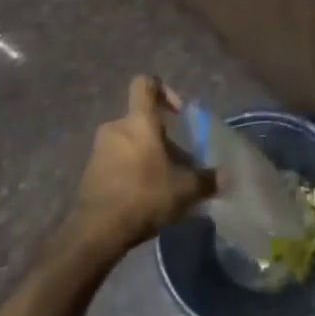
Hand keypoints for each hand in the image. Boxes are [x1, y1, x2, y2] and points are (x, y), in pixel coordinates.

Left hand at [67, 76, 214, 254]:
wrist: (95, 232)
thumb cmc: (143, 195)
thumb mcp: (184, 189)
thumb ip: (206, 180)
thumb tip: (225, 177)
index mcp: (138, 121)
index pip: (146, 84)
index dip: (164, 90)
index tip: (179, 112)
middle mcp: (116, 128)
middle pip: (141, 120)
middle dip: (160, 137)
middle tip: (177, 160)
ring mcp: (99, 150)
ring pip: (128, 142)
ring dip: (145, 156)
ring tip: (163, 182)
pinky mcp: (89, 173)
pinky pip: (115, 162)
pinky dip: (130, 171)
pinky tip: (144, 196)